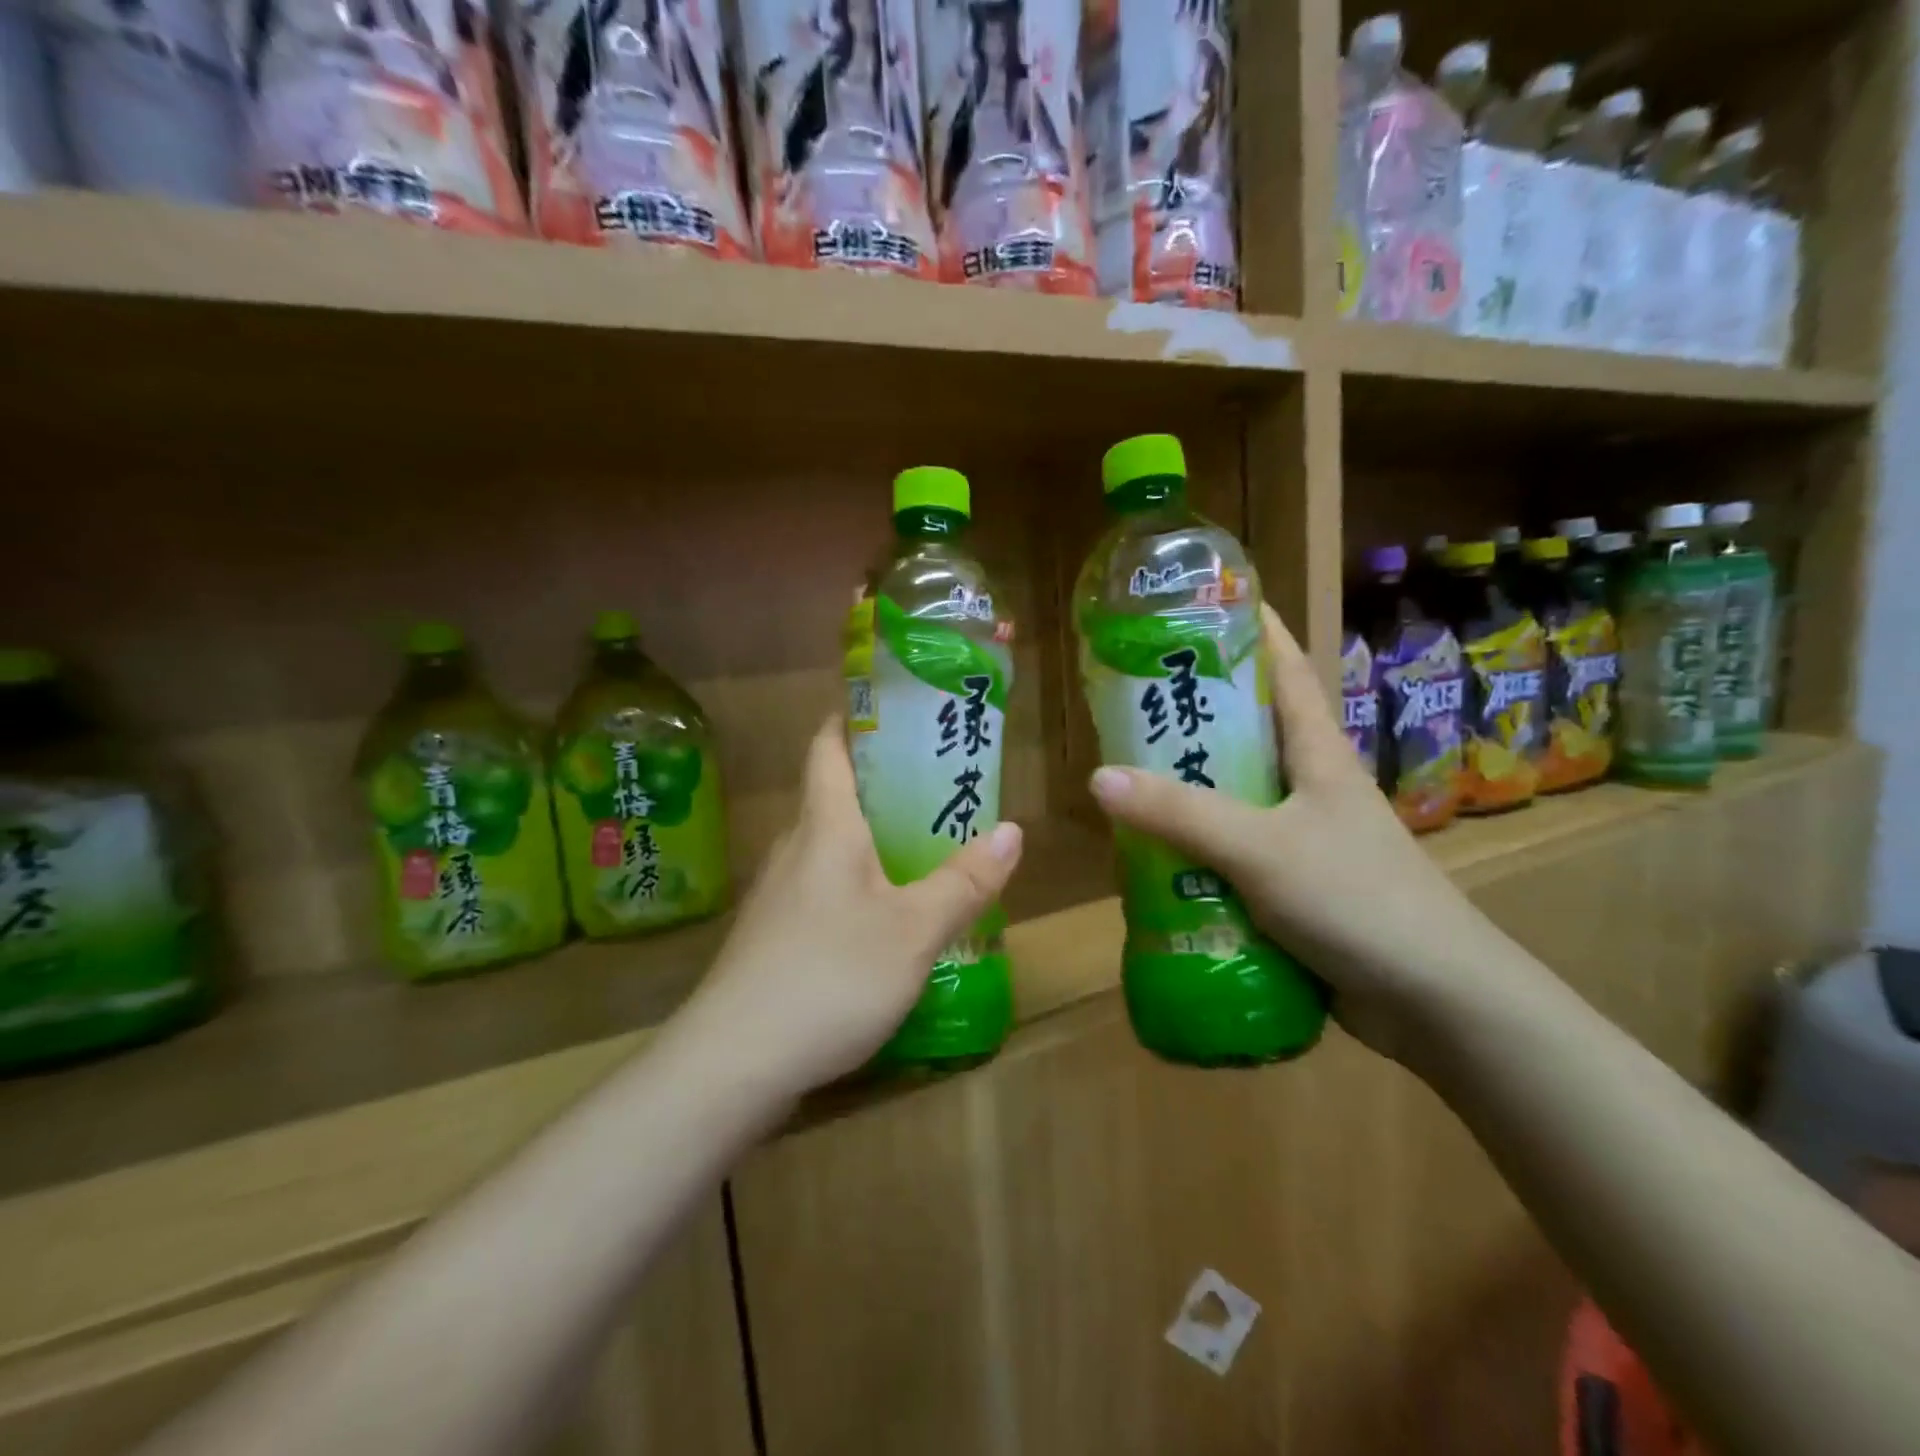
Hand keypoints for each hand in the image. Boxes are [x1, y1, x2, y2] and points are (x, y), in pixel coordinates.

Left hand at [682, 717, 1023, 1096]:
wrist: (734, 1062)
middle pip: (832, 794)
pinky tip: (885, 915)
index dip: (853, 718)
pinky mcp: (773, 937)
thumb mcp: (914, 930)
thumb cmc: (831, 975)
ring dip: (870, 836)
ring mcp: (777, 895)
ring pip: (827, 845)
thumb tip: (1012, 831)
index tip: (892, 709)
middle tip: (937, 783)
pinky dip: (856, 882)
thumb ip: (964, 881)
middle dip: (881, 782)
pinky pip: (821, 887)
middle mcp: (794, 847)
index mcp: (825, 826)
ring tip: (922, 845)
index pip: (828, 746)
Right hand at [1087, 604, 1508, 1058]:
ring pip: (1233, 796)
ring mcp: (1303, 837)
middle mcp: (1310, 786)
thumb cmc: (1357, 899)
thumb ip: (1180, 814)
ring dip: (1187, 789)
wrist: (1434, 1002)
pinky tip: (1153, 857)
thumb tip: (1098, 778)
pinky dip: (1195, 849)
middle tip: (1132, 699)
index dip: (1252, 629)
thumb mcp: (1261, 848)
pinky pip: (1231, 852)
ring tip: (1126, 777)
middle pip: (1247, 731)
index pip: (1285, 669)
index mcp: (1317, 753)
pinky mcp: (1292, 885)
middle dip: (1195, 713)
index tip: (1204, 603)